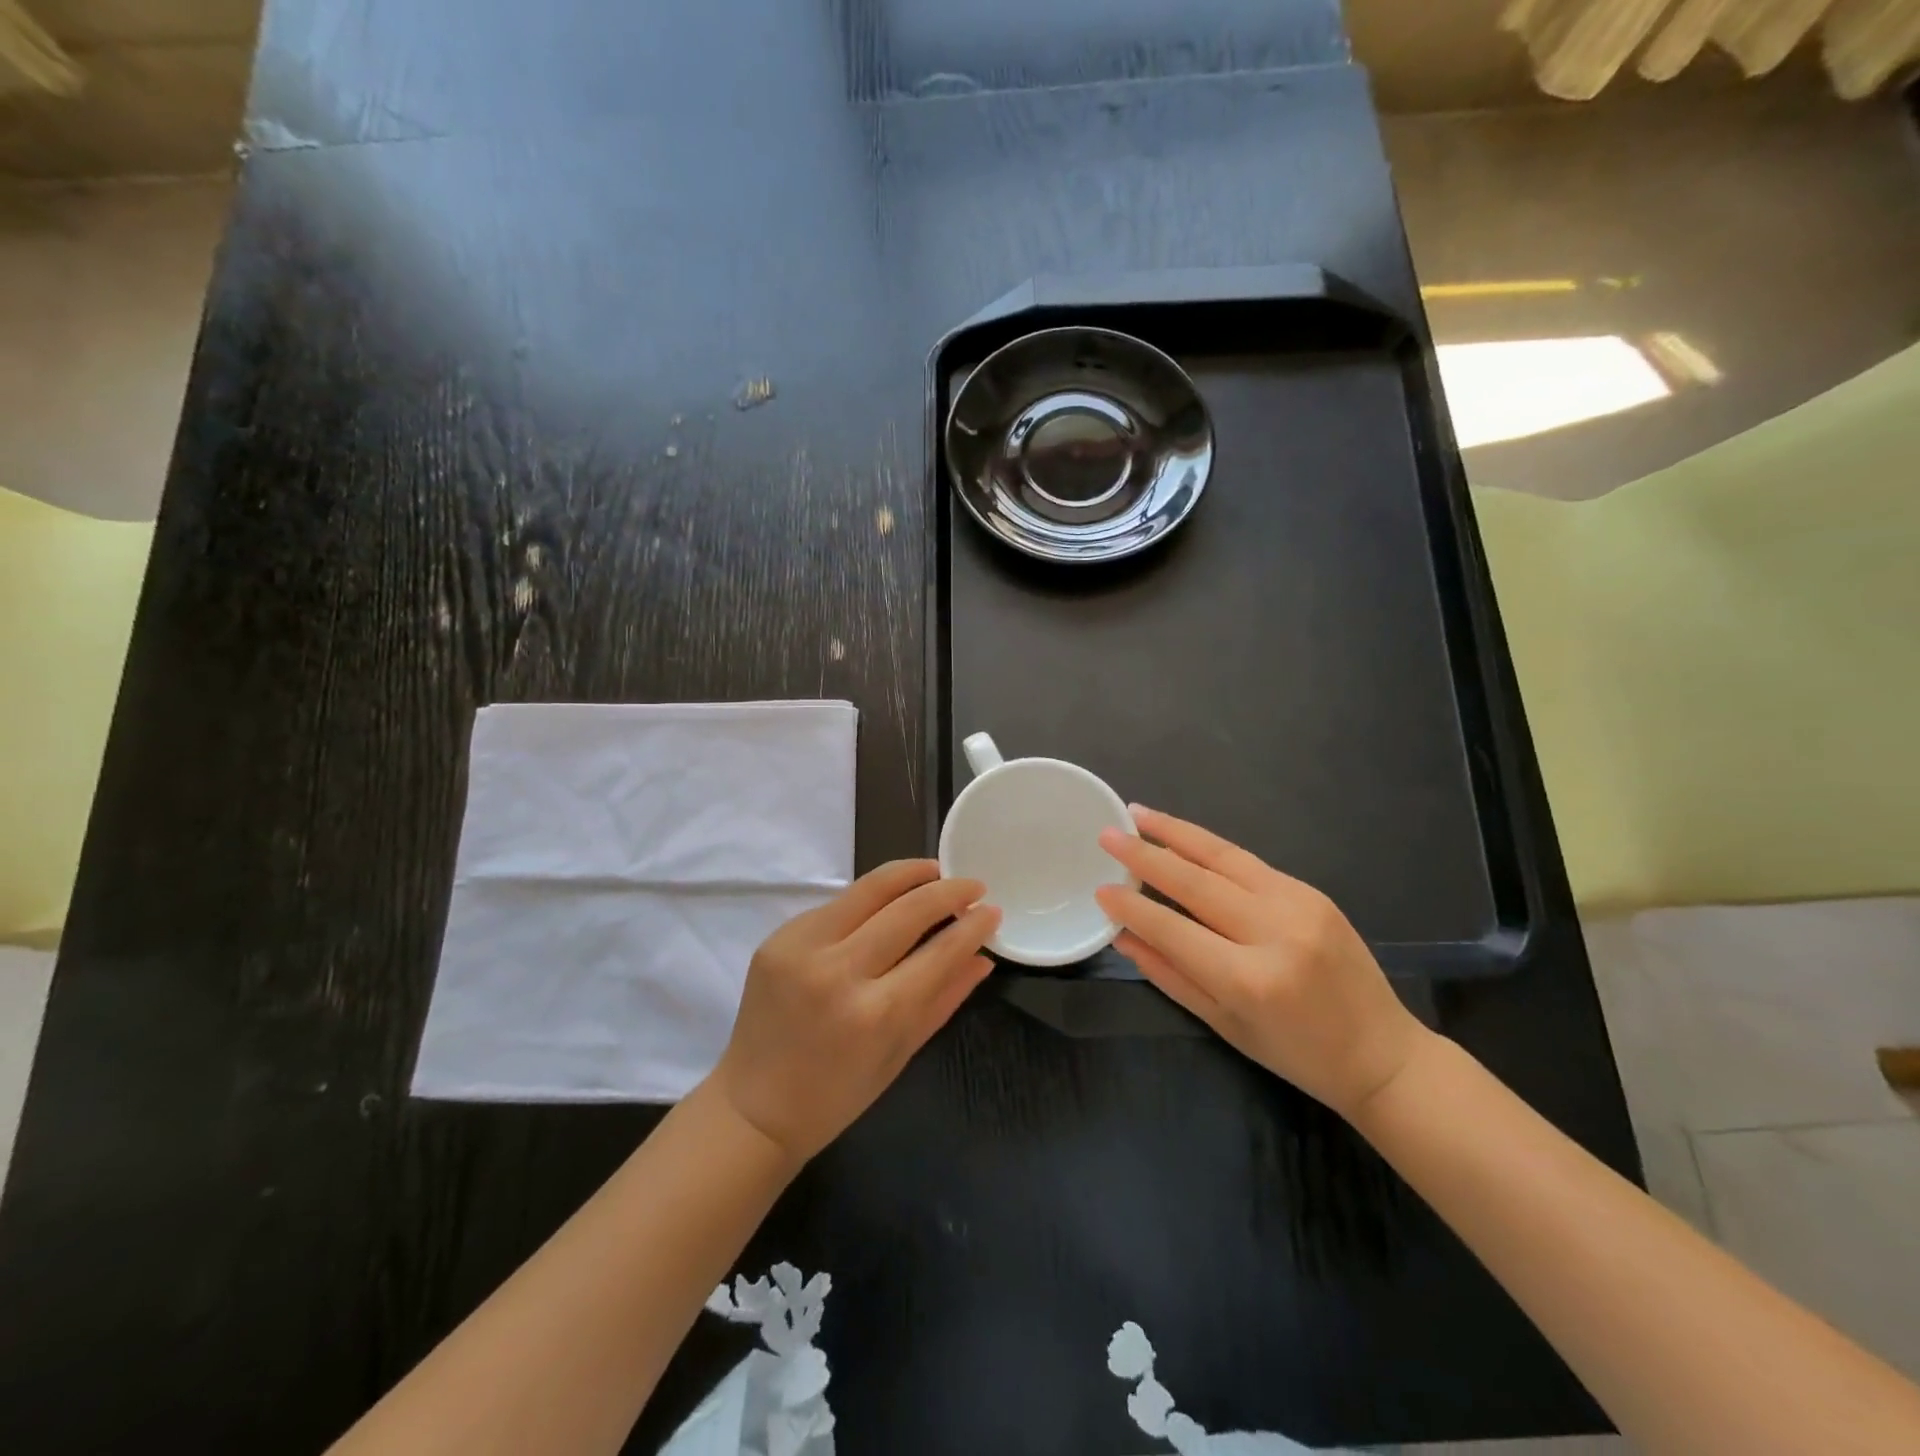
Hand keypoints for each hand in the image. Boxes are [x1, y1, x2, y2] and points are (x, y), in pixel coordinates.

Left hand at [711, 859, 999, 1161]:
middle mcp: (838, 972)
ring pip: (868, 889)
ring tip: (935, 870)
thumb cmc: (837, 1095)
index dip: (972, 926)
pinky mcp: (778, 937)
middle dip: (947, 889)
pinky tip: (887, 901)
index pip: (938, 952)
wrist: (753, 1108)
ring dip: (909, 875)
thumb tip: (983, 956)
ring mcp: (802, 949)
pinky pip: (837, 905)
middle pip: (906, 909)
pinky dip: (869, 899)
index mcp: (874, 1014)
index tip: (992, 909)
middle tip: (971, 882)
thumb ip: (944, 998)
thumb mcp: (901, 1053)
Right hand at [1096, 807, 1430, 1119]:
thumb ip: (1169, 975)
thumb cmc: (1296, 1054)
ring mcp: (1299, 905)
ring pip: (1224, 857)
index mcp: (1250, 980)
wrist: (1384, 1054)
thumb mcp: (1223, 1024)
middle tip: (1108, 833)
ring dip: (1176, 832)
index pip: (1174, 930)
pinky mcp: (1313, 892)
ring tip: (1139, 813)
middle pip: (1196, 882)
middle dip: (1145, 855)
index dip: (1132, 907)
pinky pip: (1249, 863)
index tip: (1100, 888)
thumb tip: (1123, 935)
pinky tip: (1183, 838)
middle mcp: (1275, 933)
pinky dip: (1209, 848)